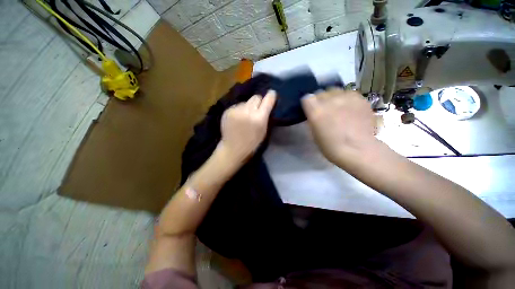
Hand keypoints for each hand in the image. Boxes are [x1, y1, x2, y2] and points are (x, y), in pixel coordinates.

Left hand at [218, 90, 276, 162]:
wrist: (233, 148)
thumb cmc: (251, 143)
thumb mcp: (263, 131)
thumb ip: (266, 116)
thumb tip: (266, 104)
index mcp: (259, 118)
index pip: (268, 99)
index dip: (271, 96)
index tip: (272, 94)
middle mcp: (248, 111)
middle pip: (256, 97)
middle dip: (258, 102)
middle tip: (256, 110)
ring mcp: (236, 110)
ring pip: (246, 101)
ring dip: (247, 107)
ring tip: (244, 117)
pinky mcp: (228, 110)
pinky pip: (237, 106)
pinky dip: (239, 110)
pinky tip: (237, 119)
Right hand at [301, 89, 376, 164]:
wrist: (358, 150)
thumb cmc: (330, 146)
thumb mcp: (313, 133)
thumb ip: (312, 119)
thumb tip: (314, 112)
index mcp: (316, 111)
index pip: (307, 97)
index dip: (309, 104)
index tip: (311, 110)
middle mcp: (330, 100)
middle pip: (321, 92)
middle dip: (321, 100)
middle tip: (325, 110)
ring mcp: (346, 97)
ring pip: (335, 90)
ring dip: (334, 98)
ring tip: (339, 108)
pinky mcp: (360, 99)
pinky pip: (349, 93)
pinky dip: (347, 99)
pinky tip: (350, 109)